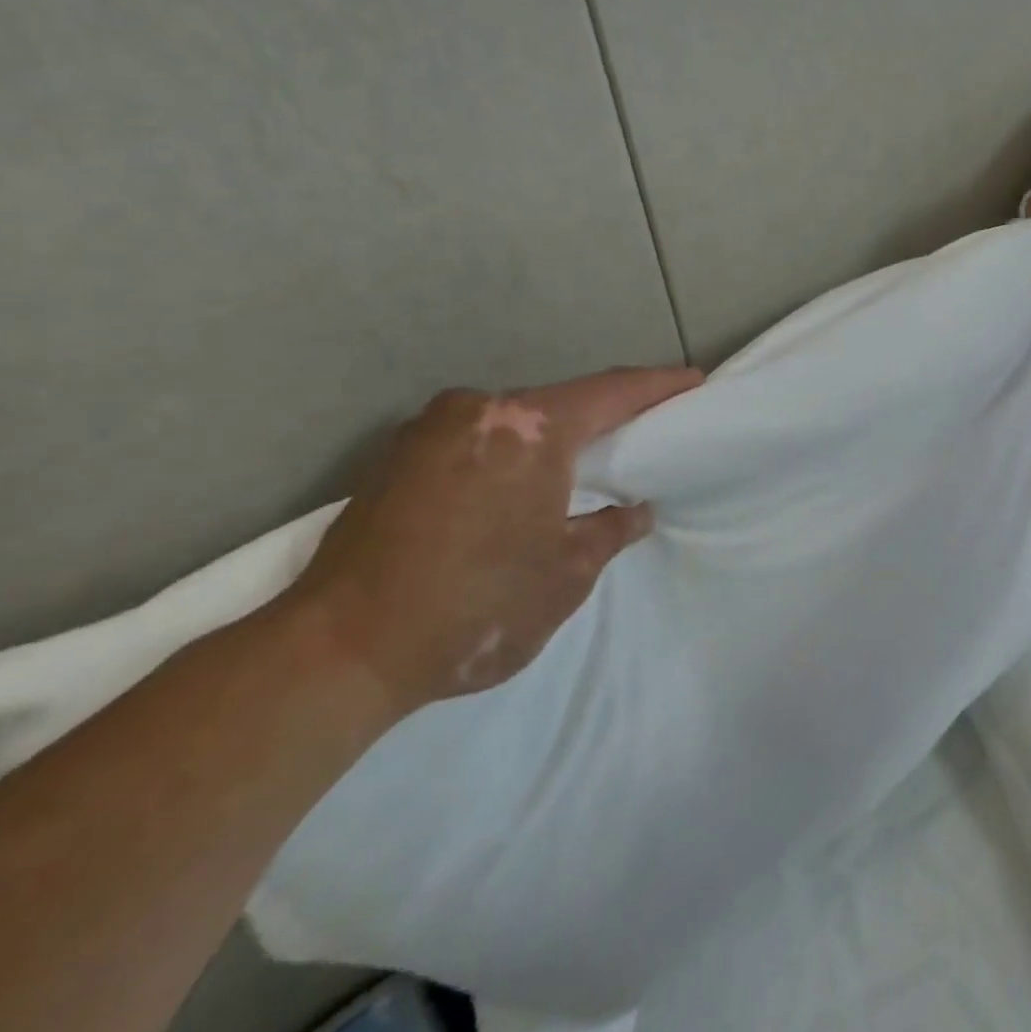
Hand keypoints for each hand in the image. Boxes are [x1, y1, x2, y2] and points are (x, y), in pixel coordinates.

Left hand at [287, 366, 701, 713]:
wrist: (338, 651)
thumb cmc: (475, 606)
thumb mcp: (566, 574)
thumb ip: (609, 530)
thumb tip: (634, 511)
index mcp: (530, 428)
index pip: (613, 392)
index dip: (658, 386)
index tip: (692, 381)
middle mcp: (478, 409)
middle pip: (561, 402)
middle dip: (604, 415)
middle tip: (642, 429)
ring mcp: (428, 428)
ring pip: (514, 420)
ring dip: (551, 437)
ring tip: (582, 462)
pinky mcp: (395, 457)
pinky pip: (475, 439)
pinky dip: (509, 452)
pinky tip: (517, 485)